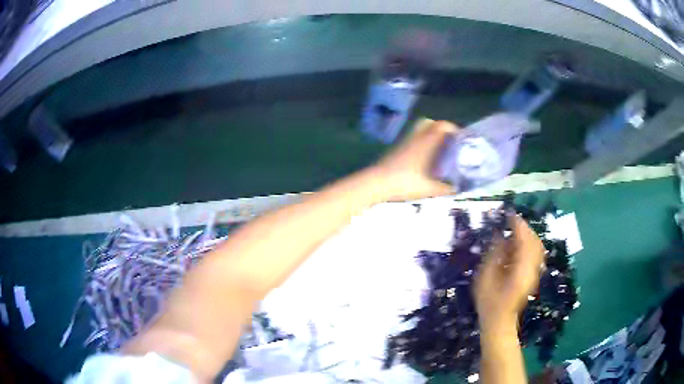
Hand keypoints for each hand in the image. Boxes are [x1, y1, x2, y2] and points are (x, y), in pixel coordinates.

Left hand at [371, 119, 459, 200]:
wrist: (376, 183)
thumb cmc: (405, 183)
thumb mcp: (429, 189)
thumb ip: (445, 189)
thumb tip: (456, 189)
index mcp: (426, 142)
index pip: (442, 126)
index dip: (453, 129)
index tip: (461, 138)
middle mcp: (416, 137)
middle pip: (430, 123)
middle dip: (442, 129)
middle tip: (450, 142)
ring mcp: (404, 141)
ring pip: (420, 129)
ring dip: (431, 134)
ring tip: (438, 148)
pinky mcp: (396, 148)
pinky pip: (413, 138)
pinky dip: (421, 141)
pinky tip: (424, 156)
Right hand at [475, 216, 544, 332]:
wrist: (499, 320)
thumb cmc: (489, 301)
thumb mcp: (485, 278)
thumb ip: (494, 255)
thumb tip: (500, 236)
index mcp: (521, 269)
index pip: (524, 241)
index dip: (518, 225)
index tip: (509, 215)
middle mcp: (532, 269)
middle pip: (534, 241)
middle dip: (524, 228)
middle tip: (511, 222)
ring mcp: (534, 272)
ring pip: (537, 247)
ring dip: (527, 236)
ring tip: (513, 232)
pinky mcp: (532, 275)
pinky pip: (535, 254)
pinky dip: (527, 245)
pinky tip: (516, 246)